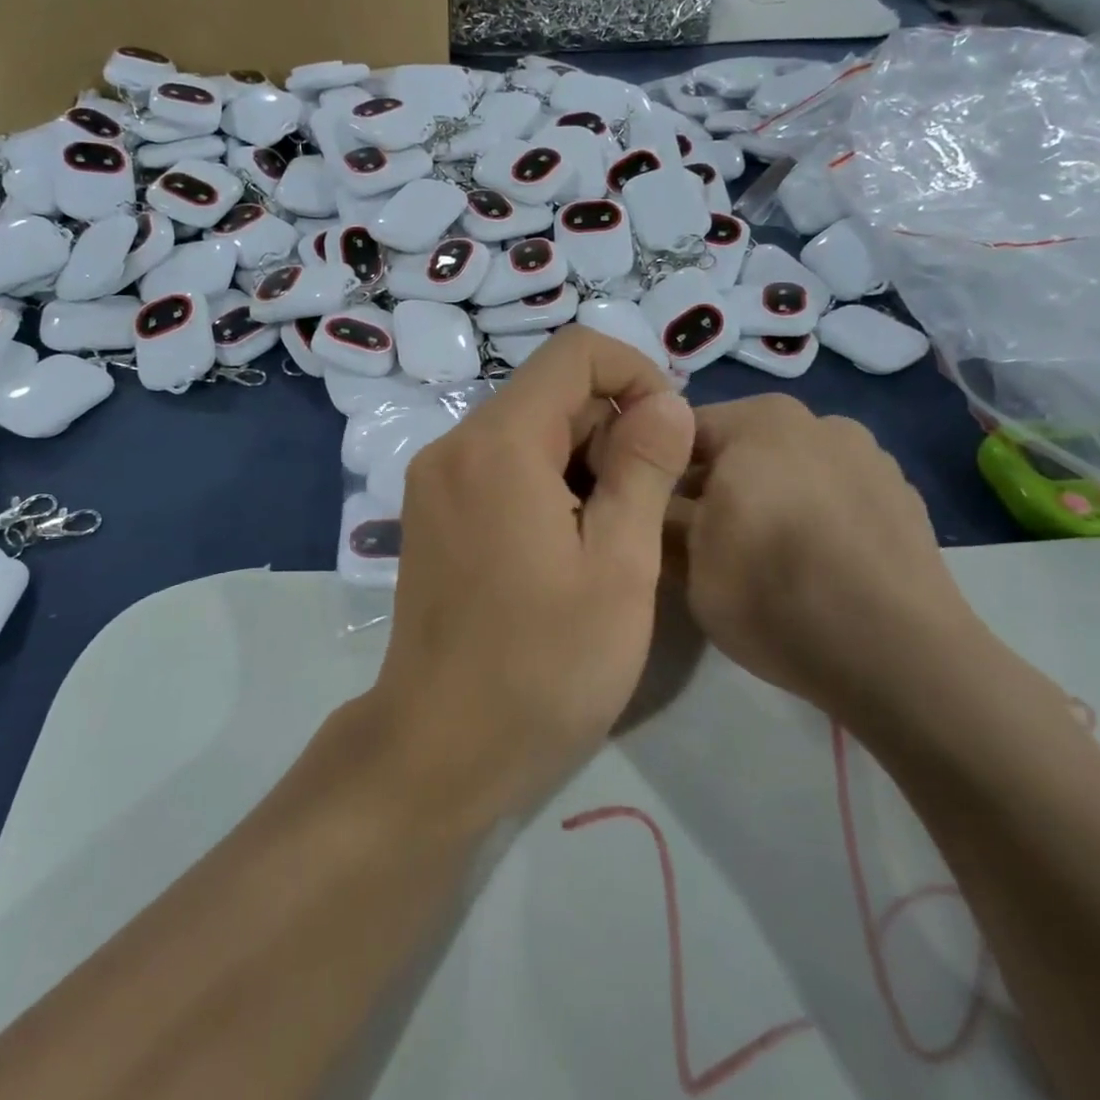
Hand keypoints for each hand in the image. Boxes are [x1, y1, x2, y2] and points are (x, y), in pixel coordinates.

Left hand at [366, 326, 694, 821]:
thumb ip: (644, 468)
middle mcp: (454, 446)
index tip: (668, 437)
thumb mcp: (620, 566)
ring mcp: (434, 482)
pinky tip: (567, 547)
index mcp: (498, 444)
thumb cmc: (544, 666)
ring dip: (582, 461)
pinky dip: (545, 484)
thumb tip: (664, 402)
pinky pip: (498, 468)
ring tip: (611, 537)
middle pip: (548, 393)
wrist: (441, 746)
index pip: (574, 353)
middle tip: (646, 507)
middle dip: (611, 428)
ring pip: (525, 432)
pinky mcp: (431, 515)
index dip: (635, 375)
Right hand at [668, 396, 985, 721]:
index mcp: (757, 420)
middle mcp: (816, 419)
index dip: (654, 471)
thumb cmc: (774, 595)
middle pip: (737, 446)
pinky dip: (813, 513)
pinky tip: (814, 564)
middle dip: (712, 484)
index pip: (678, 430)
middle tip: (699, 540)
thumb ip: (655, 514)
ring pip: (788, 467)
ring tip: (762, 555)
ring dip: (765, 496)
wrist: (901, 658)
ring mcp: (869, 454)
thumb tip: (648, 497)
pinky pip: (833, 492)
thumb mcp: (685, 562)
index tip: (647, 514)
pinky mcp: (904, 495)